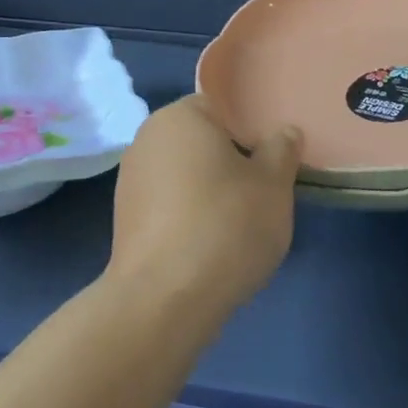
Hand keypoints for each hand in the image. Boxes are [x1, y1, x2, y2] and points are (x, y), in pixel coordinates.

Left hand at [110, 96, 301, 309]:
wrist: (164, 299)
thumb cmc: (225, 226)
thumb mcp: (273, 185)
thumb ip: (281, 150)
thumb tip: (283, 132)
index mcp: (179, 116)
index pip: (221, 108)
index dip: (250, 130)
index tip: (272, 159)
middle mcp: (146, 138)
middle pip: (200, 141)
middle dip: (229, 162)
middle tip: (262, 192)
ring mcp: (129, 180)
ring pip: (183, 174)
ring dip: (207, 190)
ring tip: (238, 224)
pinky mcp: (124, 218)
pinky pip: (167, 204)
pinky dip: (187, 216)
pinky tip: (209, 245)